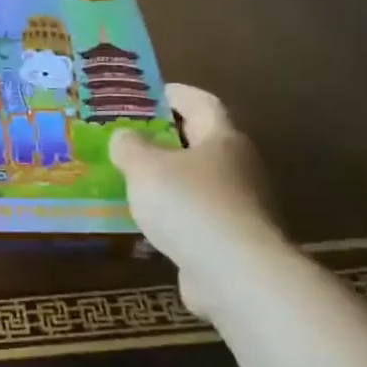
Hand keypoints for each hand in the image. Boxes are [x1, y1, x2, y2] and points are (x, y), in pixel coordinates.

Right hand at [108, 84, 287, 308]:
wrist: (235, 274)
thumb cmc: (190, 205)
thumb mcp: (145, 168)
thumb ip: (130, 147)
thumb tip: (125, 136)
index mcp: (222, 139)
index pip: (201, 102)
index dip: (175, 93)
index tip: (149, 92)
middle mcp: (239, 167)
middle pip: (202, 142)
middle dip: (168, 138)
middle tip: (131, 137)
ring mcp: (241, 206)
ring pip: (200, 182)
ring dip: (170, 179)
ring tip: (133, 180)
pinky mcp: (234, 240)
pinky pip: (199, 216)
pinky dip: (175, 214)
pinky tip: (149, 222)